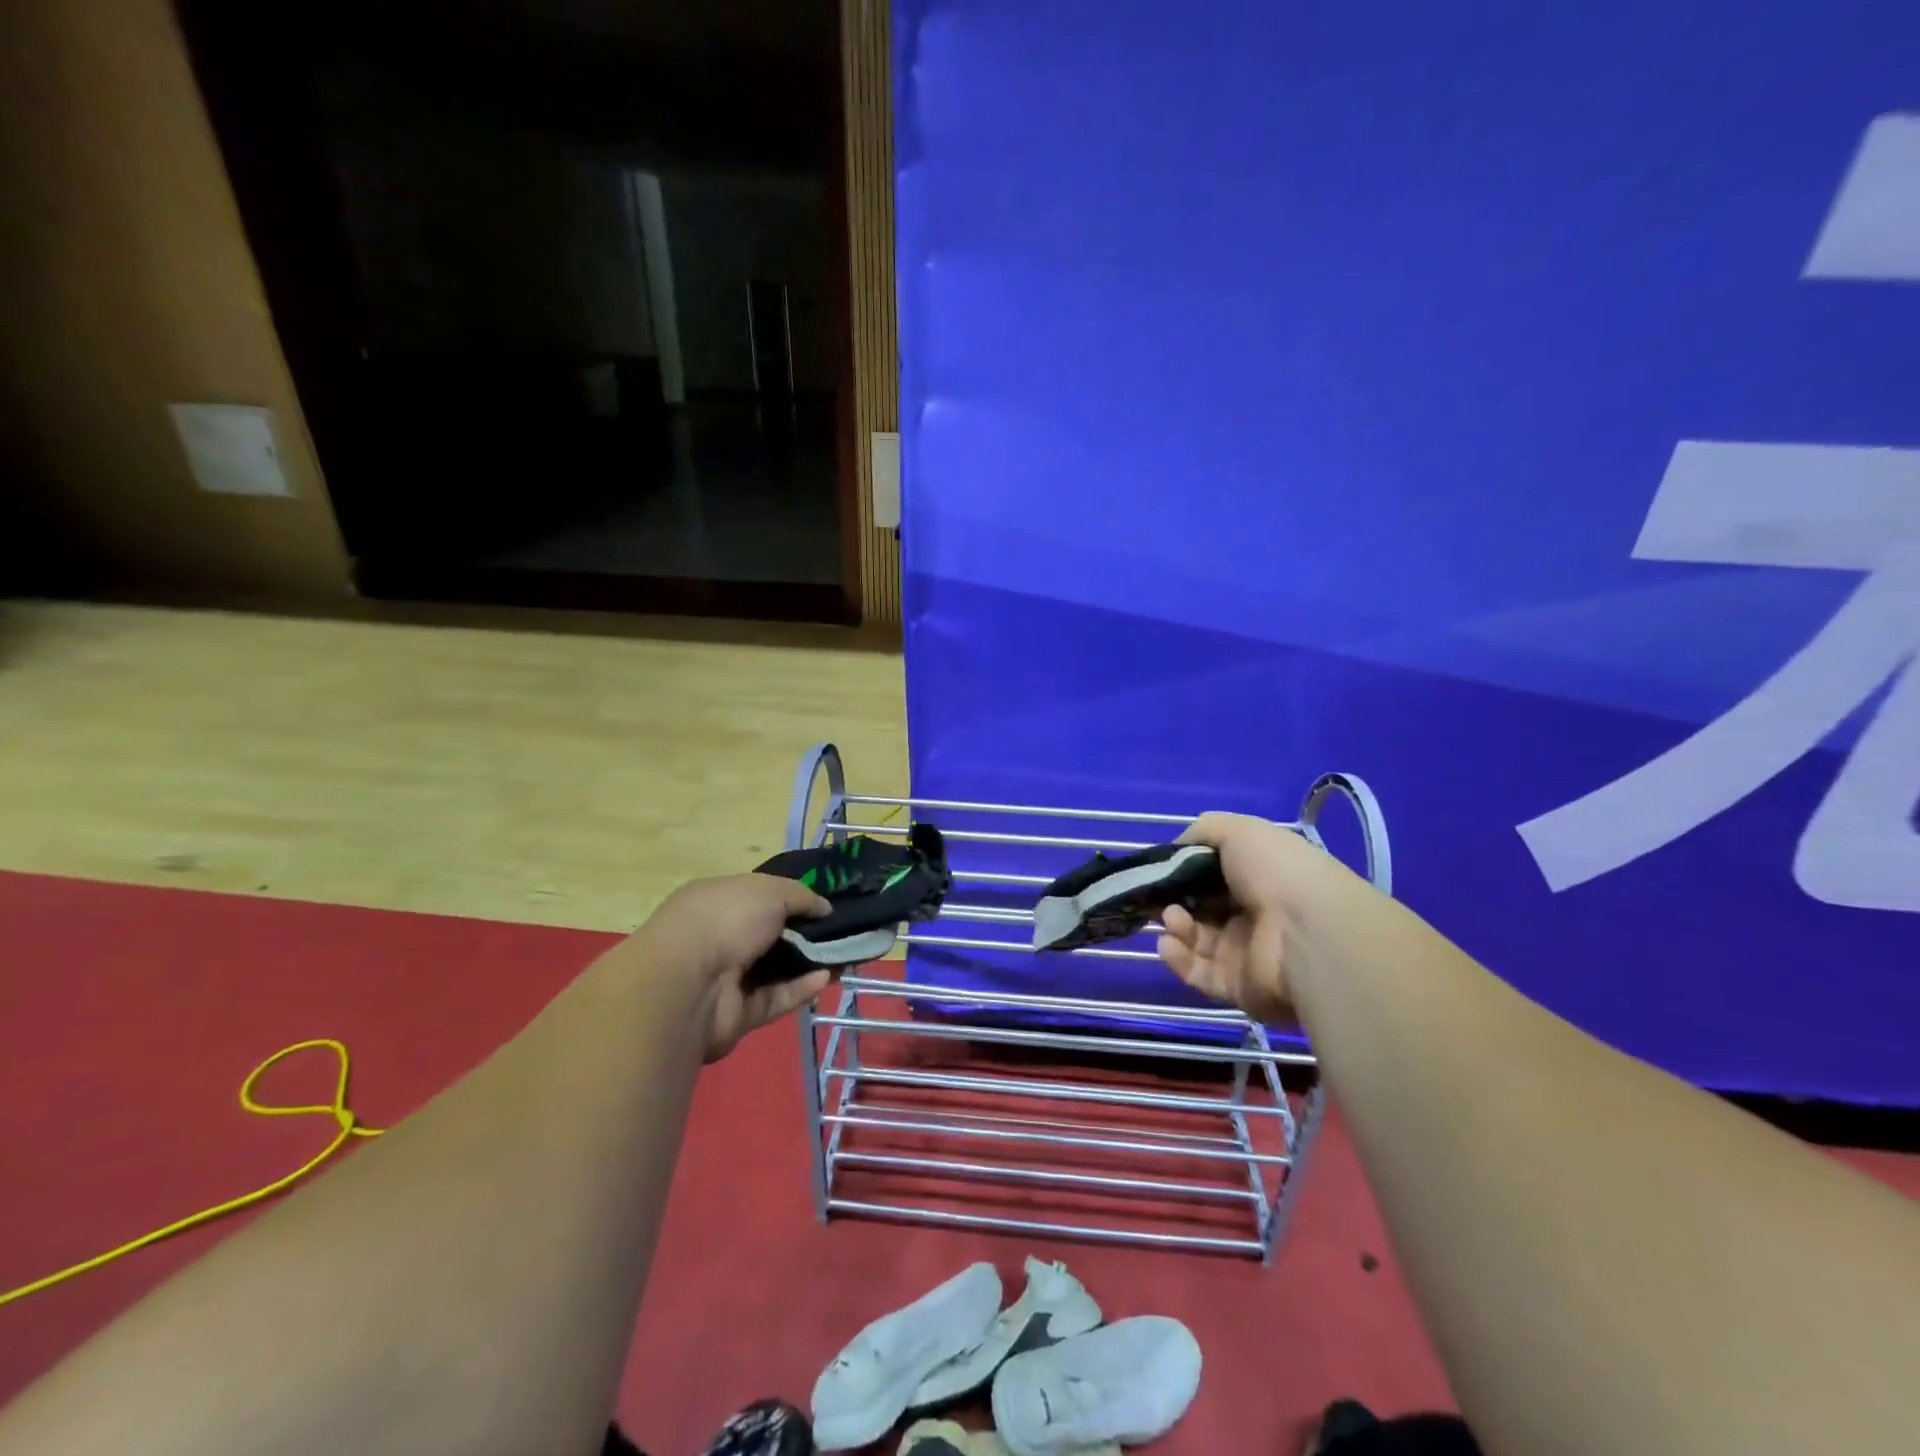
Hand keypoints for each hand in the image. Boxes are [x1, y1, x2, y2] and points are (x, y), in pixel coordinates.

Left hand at [633, 874, 831, 1059]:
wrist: (688, 984)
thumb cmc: (725, 920)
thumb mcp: (770, 891)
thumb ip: (802, 896)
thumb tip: (825, 908)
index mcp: (718, 901)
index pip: (758, 897)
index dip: (791, 900)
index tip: (824, 905)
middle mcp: (719, 937)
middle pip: (770, 935)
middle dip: (805, 934)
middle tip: (842, 933)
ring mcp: (726, 978)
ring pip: (775, 970)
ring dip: (809, 964)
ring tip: (845, 957)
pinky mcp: (736, 1014)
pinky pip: (774, 999)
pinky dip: (800, 989)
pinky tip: (826, 978)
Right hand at [1156, 812, 1338, 1023]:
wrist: (1310, 935)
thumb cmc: (1277, 872)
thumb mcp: (1239, 830)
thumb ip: (1203, 831)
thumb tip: (1175, 849)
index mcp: (1258, 876)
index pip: (1212, 874)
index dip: (1183, 869)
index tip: (1158, 867)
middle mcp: (1251, 914)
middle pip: (1199, 907)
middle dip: (1172, 898)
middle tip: (1153, 894)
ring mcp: (1244, 952)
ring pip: (1195, 939)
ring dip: (1174, 925)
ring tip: (1172, 917)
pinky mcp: (1236, 986)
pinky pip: (1198, 973)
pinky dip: (1178, 958)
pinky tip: (1169, 942)